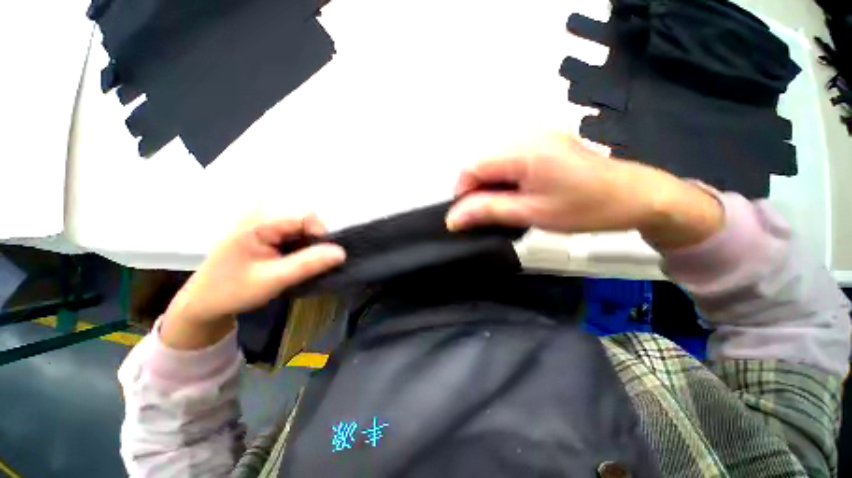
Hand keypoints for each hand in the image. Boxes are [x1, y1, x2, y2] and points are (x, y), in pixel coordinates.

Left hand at [161, 213, 345, 349]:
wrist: (203, 303)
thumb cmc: (232, 291)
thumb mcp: (273, 280)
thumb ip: (308, 264)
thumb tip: (342, 252)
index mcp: (259, 223)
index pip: (305, 217)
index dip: (321, 234)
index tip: (324, 258)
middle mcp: (261, 216)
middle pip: (305, 220)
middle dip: (315, 242)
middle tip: (311, 265)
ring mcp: (262, 224)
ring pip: (301, 228)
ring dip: (308, 246)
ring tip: (301, 265)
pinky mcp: (265, 233)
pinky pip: (293, 234)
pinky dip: (301, 248)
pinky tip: (294, 262)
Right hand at [446, 133, 723, 249]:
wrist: (632, 195)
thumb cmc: (584, 208)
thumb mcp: (531, 213)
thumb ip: (487, 211)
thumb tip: (452, 219)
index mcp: (522, 149)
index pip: (471, 168)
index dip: (464, 194)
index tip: (472, 217)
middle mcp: (524, 132)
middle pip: (480, 163)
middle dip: (477, 191)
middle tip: (493, 213)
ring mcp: (534, 133)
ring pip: (491, 162)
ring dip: (490, 186)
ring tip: (507, 204)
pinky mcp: (541, 139)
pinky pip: (506, 158)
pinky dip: (503, 178)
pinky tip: (517, 192)